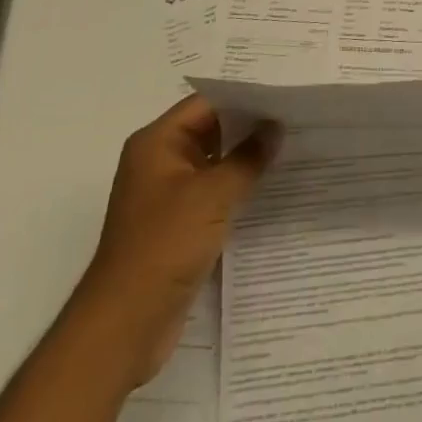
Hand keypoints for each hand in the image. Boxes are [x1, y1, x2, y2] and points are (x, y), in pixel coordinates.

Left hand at [71, 96, 278, 390]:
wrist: (124, 326)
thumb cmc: (163, 246)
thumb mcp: (212, 195)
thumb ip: (247, 158)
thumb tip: (274, 128)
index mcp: (157, 143)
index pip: (207, 103)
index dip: (246, 96)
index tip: (285, 94)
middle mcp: (159, 162)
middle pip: (211, 130)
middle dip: (251, 127)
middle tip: (297, 118)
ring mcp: (168, 195)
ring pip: (215, 163)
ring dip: (247, 159)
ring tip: (293, 148)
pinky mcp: (178, 226)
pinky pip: (214, 194)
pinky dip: (239, 189)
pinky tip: (273, 188)